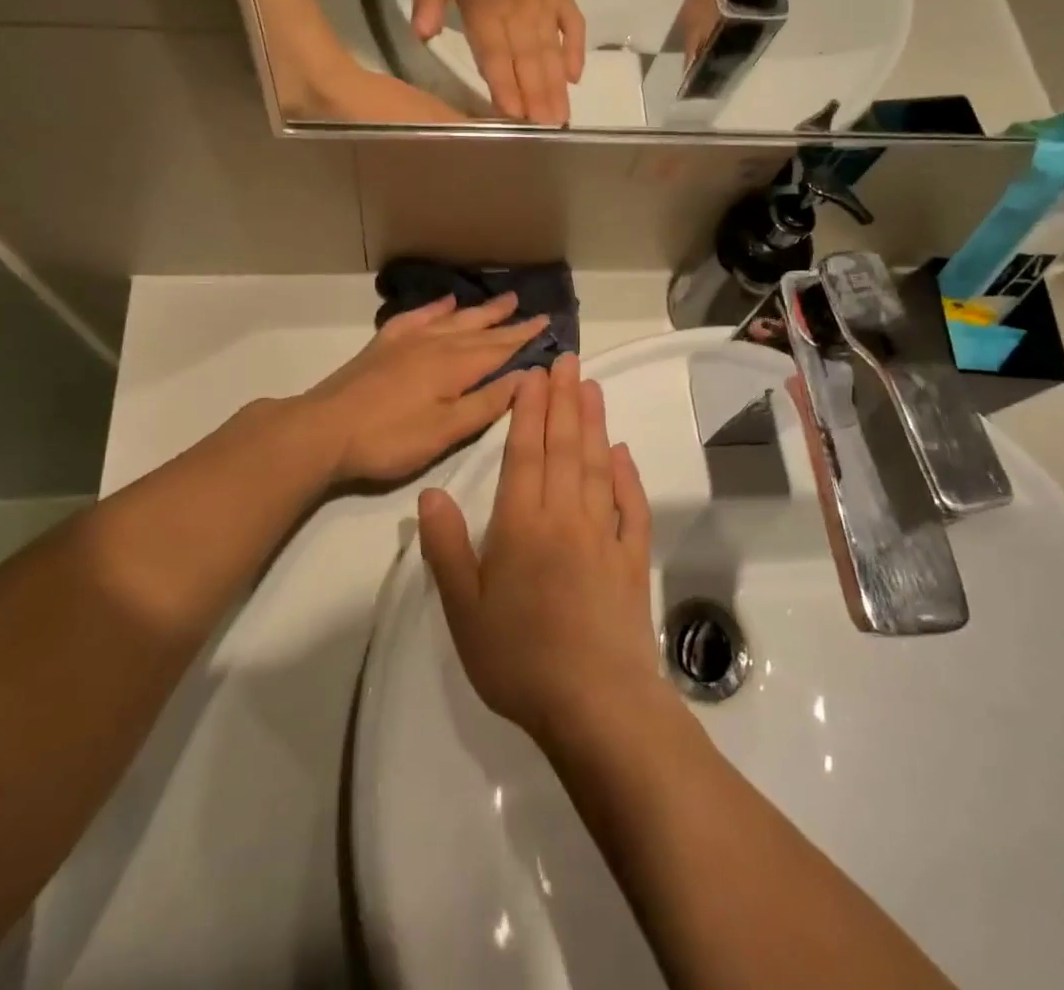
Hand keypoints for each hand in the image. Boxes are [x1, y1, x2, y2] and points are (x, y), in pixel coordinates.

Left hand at [301, 293, 547, 482]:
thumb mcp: (445, 431)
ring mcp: (407, 341)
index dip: (524, 337)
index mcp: (454, 367)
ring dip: (479, 311)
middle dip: (507, 321)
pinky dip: (435, 308)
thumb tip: (525, 376)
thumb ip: (485, 403)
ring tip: (502, 300)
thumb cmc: (389, 439)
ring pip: (452, 319)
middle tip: (532, 309)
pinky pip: (417, 317)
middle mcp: (435, 344)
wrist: (324, 430)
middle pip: (479, 330)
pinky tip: (445, 302)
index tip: (547, 323)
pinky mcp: (384, 344)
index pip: (498, 348)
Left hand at [410, 0, 586, 126]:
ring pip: (550, 55)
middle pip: (526, 65)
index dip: (504, 89)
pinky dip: (574, 52)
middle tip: (545, 132)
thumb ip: (429, 0)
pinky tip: (576, 77)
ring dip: (555, 88)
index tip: (513, 118)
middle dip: (535, 100)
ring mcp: (545, 7)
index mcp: (485, 10)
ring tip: (561, 118)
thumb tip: (421, 37)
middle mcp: (517, 15)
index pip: (494, 58)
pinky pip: (572, 28)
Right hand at [418, 355, 671, 749]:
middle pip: (563, 446)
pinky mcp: (632, 558)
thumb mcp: (463, 609)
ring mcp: (603, 534)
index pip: (524, 452)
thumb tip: (431, 492)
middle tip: (569, 361)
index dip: (529, 410)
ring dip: (594, 423)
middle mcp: (564, 516)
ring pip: (597, 464)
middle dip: (564, 400)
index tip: (534, 375)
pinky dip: (627, 475)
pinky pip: (630, 506)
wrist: (594, 704)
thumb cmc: (518, 658)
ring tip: (592, 386)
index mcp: (521, 524)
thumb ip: (447, 547)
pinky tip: (622, 452)